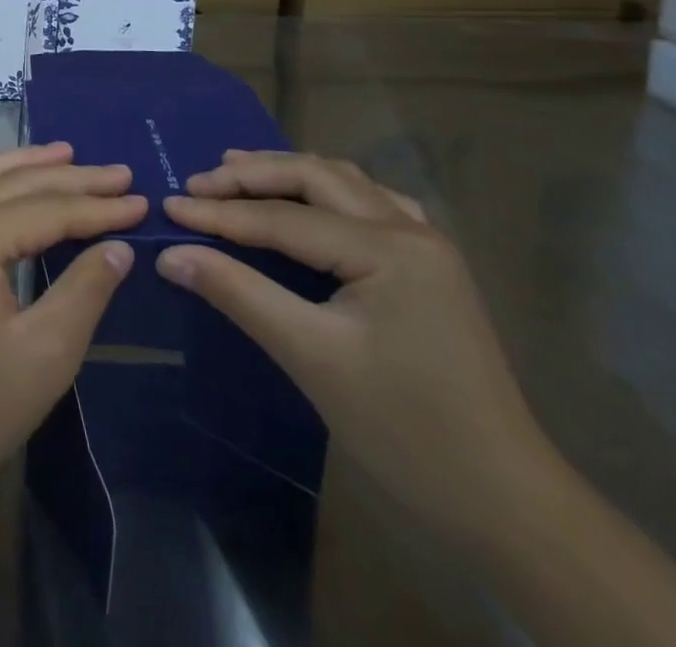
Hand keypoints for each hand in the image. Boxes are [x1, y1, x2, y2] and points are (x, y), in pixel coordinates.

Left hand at [0, 143, 145, 511]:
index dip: (99, 208)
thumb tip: (118, 247)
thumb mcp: (44, 354)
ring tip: (64, 154)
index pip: (48, 209)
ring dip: (24, 164)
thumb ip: (85, 290)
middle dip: (70, 176)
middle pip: (15, 184)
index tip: (141, 200)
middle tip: (118, 172)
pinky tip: (9, 189)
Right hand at [158, 150, 551, 541]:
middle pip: (316, 178)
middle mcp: (410, 229)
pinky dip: (326, 193)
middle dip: (252, 175)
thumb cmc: (405, 430)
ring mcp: (426, 245)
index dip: (220, 213)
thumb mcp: (310, 357)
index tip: (168, 206)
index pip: (284, 218)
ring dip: (288, 175)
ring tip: (237, 172)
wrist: (507, 503)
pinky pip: (369, 205)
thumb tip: (170, 255)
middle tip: (198, 183)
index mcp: (389, 248)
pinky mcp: (430, 267)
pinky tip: (309, 202)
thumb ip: (238, 294)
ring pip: (344, 183)